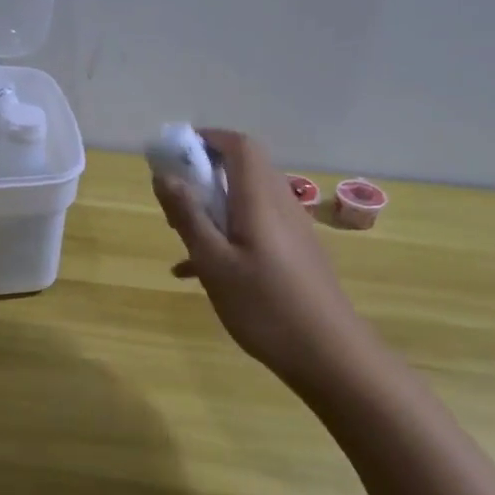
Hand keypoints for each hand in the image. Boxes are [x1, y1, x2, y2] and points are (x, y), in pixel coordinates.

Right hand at [153, 129, 382, 391]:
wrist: (330, 356)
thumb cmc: (265, 306)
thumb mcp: (214, 262)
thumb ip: (187, 216)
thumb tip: (164, 175)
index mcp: (260, 200)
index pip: (240, 146)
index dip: (208, 138)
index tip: (175, 152)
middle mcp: (280, 206)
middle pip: (243, 169)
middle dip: (204, 174)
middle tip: (173, 201)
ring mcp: (291, 231)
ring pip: (247, 200)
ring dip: (212, 206)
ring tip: (180, 235)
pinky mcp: (295, 255)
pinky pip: (254, 228)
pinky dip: (226, 234)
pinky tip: (197, 272)